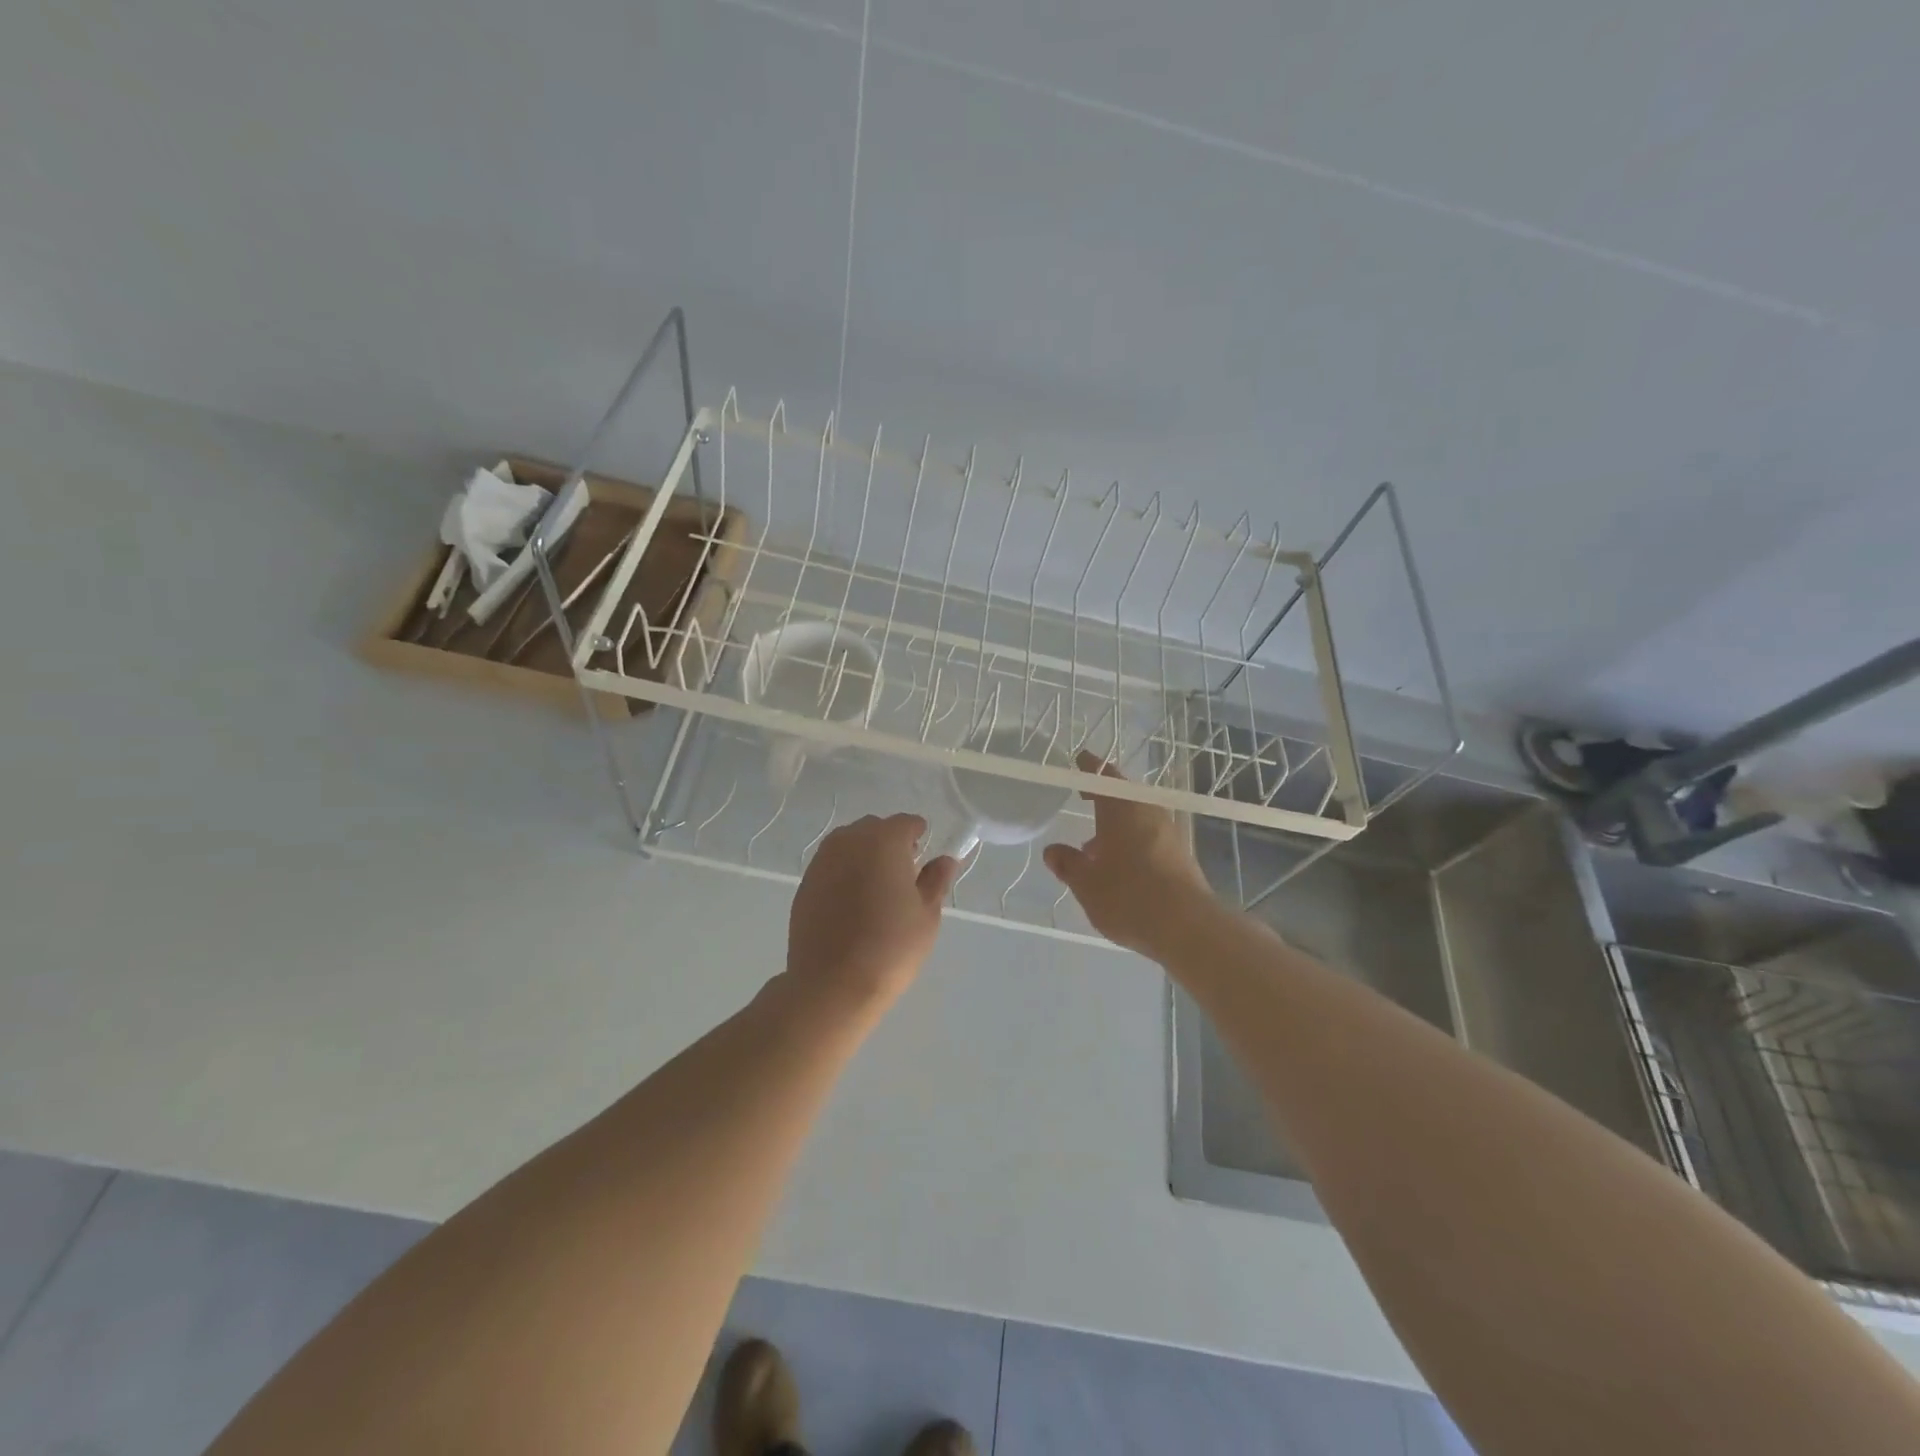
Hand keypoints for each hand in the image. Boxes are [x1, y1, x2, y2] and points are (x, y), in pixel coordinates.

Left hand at [785, 814, 961, 1015]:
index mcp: (883, 841)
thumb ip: (936, 880)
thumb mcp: (926, 915)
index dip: (918, 836)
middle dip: (890, 842)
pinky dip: (844, 872)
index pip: (905, 823)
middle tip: (902, 876)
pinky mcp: (804, 884)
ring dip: (864, 855)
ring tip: (876, 889)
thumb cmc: (890, 947)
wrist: (831, 985)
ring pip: (848, 844)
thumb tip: (944, 860)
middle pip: (874, 828)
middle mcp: (848, 841)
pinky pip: (831, 865)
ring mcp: (821, 861)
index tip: (923, 858)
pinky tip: (852, 903)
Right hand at [1044, 753, 1216, 958]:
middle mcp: (1149, 813)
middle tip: (1084, 801)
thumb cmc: (1128, 897)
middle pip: (1124, 797)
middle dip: (1104, 799)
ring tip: (1094, 847)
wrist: (1188, 927)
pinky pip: (1150, 838)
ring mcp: (1169, 834)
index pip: (1103, 777)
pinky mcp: (1182, 856)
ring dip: (1118, 826)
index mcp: (1122, 809)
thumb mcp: (1087, 884)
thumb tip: (1054, 851)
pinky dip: (1132, 843)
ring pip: (1138, 819)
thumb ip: (1068, 864)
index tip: (1080, 760)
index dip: (1090, 769)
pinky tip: (1120, 867)